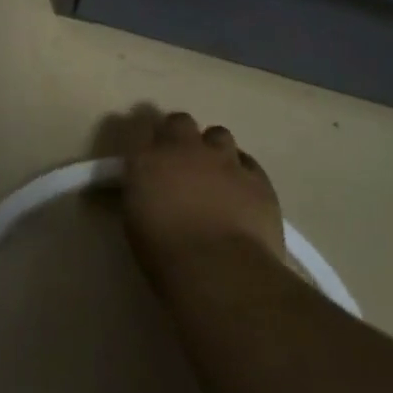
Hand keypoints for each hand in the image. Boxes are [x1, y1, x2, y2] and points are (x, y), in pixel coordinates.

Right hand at [122, 111, 286, 286]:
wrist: (220, 270)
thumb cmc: (166, 254)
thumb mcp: (136, 219)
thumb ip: (144, 190)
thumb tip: (153, 185)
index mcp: (147, 159)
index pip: (141, 130)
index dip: (147, 141)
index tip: (149, 156)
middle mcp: (184, 149)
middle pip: (180, 121)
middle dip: (180, 135)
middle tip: (181, 160)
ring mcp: (223, 159)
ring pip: (218, 134)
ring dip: (213, 149)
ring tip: (215, 173)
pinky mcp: (256, 177)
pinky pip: (247, 162)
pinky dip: (241, 171)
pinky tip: (240, 189)